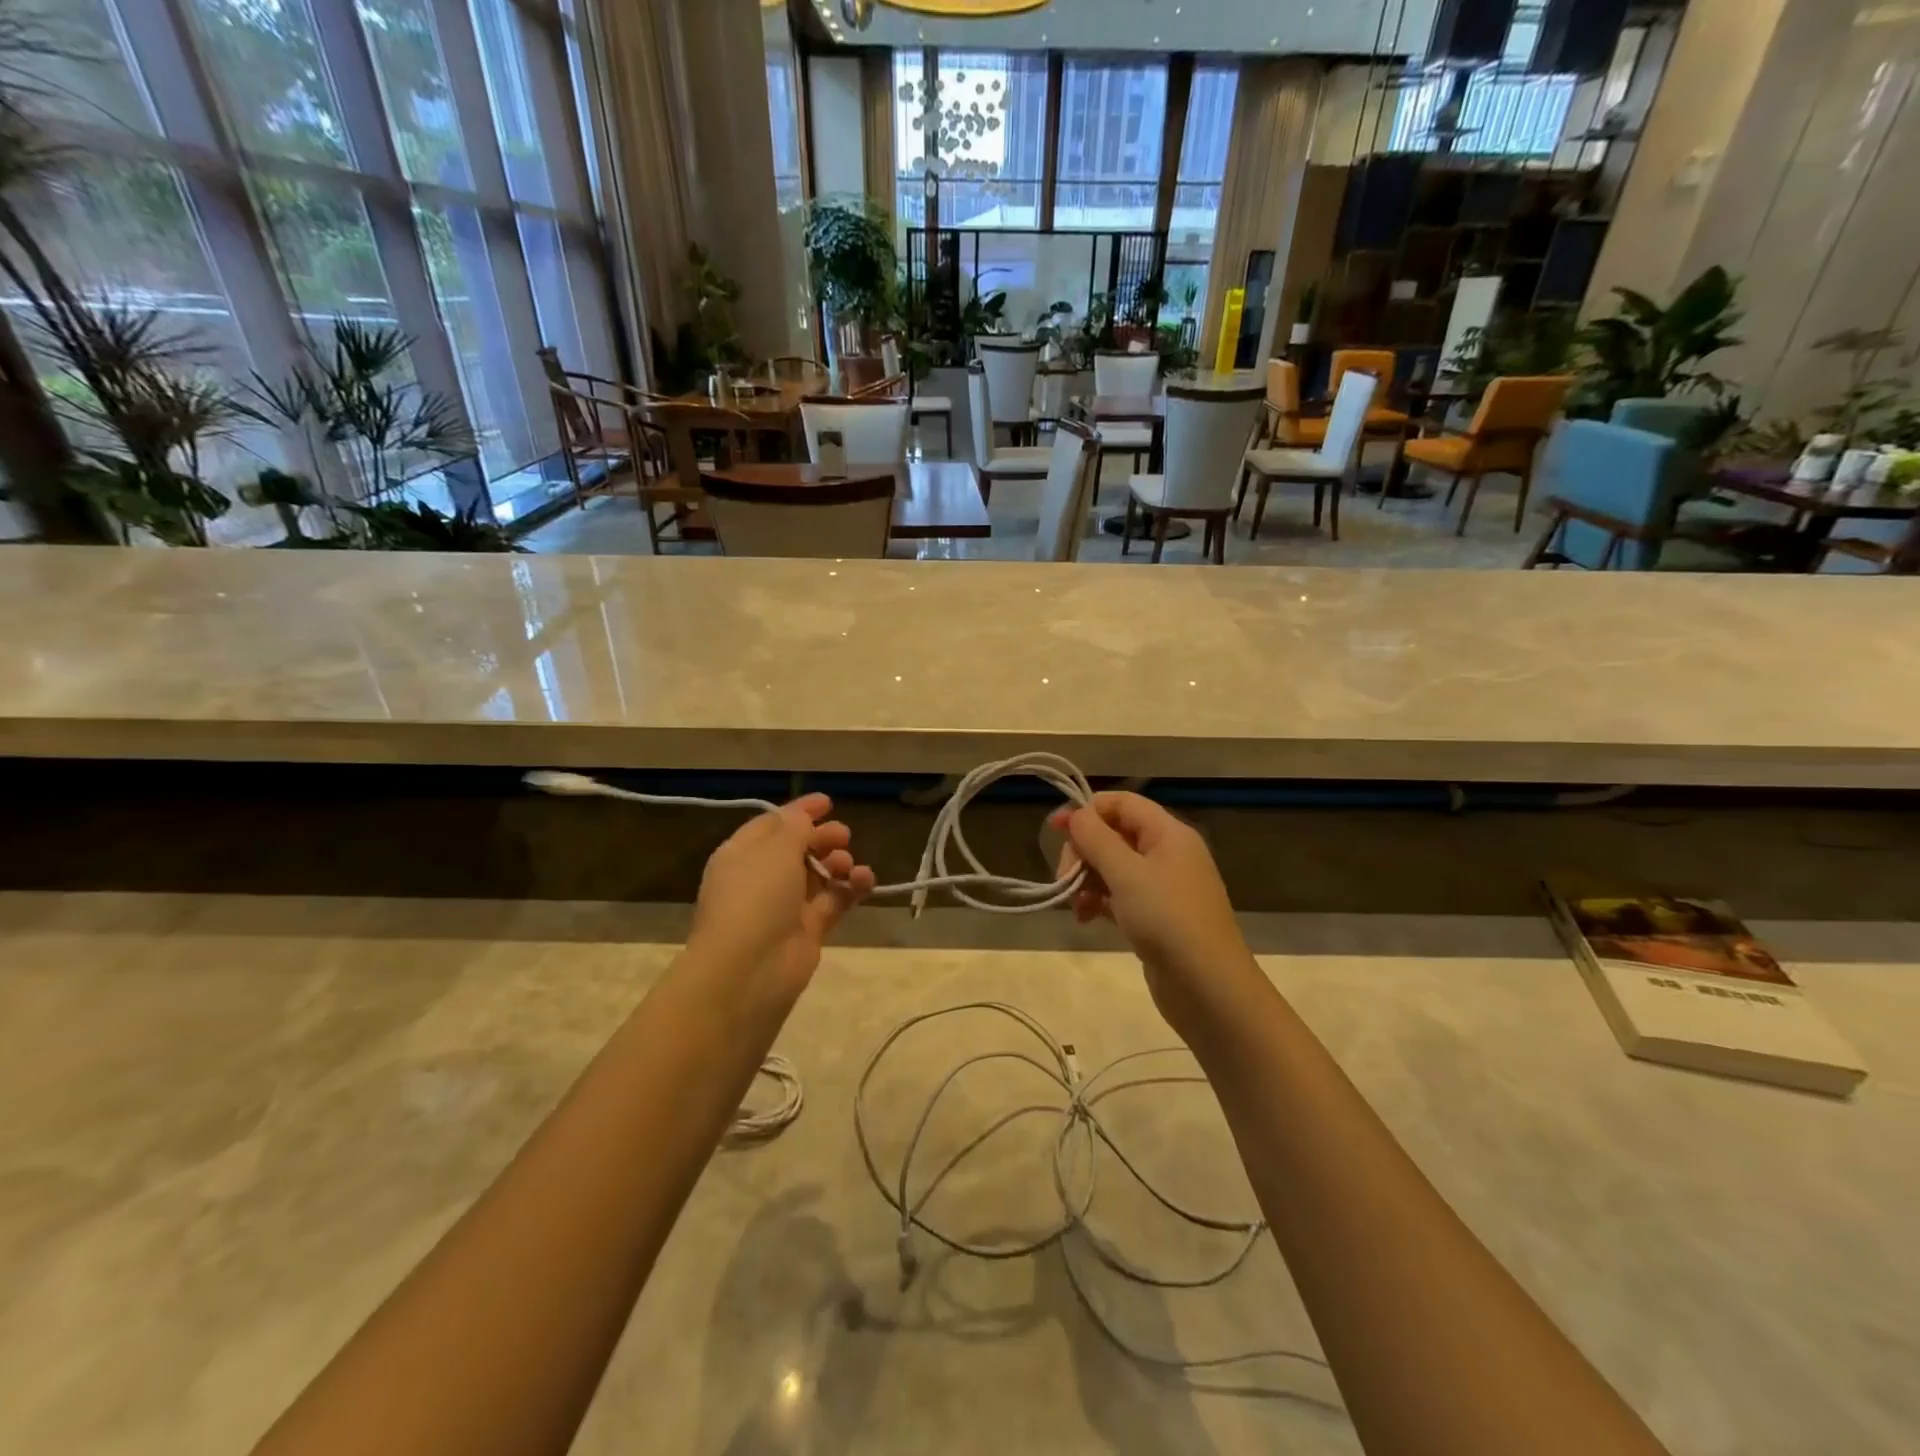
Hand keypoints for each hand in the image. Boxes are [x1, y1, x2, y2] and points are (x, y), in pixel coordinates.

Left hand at [686, 794, 874, 1017]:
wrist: (749, 970)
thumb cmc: (756, 897)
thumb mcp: (775, 848)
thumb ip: (795, 826)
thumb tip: (803, 816)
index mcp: (742, 854)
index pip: (772, 824)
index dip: (799, 811)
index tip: (828, 802)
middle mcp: (761, 878)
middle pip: (798, 849)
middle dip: (823, 838)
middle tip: (845, 835)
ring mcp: (785, 906)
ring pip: (819, 875)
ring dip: (839, 863)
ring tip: (849, 865)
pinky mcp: (808, 930)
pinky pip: (834, 901)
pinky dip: (851, 889)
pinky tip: (866, 881)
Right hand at [1049, 793, 1260, 1039]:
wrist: (1208, 987)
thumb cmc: (1167, 918)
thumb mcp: (1126, 873)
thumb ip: (1096, 838)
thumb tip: (1076, 814)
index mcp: (1168, 833)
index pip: (1122, 803)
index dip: (1087, 811)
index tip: (1055, 829)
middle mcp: (1168, 853)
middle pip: (1114, 835)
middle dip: (1084, 852)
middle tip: (1065, 878)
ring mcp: (1163, 887)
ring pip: (1114, 867)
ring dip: (1087, 879)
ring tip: (1074, 906)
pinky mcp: (1156, 916)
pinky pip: (1120, 895)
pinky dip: (1099, 901)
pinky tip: (1085, 918)